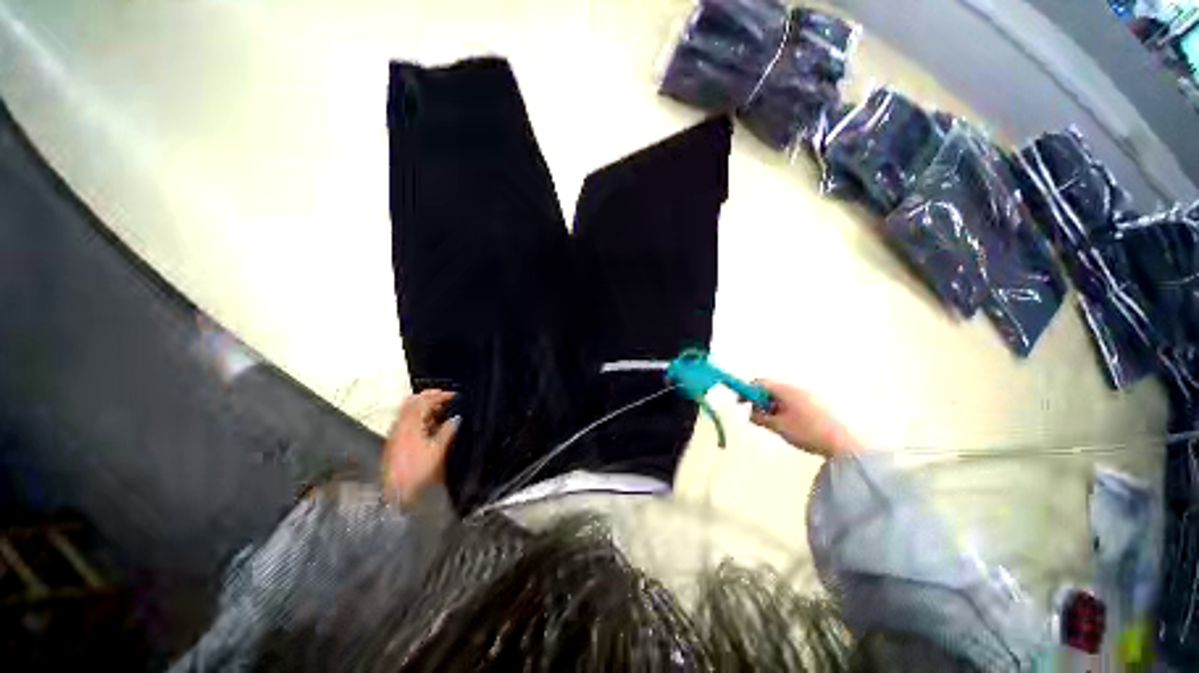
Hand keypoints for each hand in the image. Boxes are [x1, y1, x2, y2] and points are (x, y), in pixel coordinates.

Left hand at [382, 389, 459, 504]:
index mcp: (410, 426)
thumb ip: (447, 431)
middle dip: (429, 396)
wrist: (398, 492)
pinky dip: (418, 415)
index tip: (454, 395)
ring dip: (423, 405)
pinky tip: (429, 421)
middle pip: (412, 401)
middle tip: (445, 397)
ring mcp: (395, 433)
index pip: (424, 402)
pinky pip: (405, 419)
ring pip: (407, 409)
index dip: (440, 396)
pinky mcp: (394, 440)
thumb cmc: (419, 471)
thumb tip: (457, 418)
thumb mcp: (438, 451)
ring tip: (440, 407)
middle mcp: (400, 425)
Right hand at [750, 380, 859, 458]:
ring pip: (780, 397)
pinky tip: (787, 425)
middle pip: (770, 389)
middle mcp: (796, 389)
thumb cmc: (807, 432)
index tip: (741, 403)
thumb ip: (760, 418)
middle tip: (758, 417)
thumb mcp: (778, 426)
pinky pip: (790, 402)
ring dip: (771, 407)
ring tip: (774, 424)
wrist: (842, 444)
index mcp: (786, 391)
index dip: (748, 391)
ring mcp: (806, 397)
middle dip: (760, 401)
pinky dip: (782, 410)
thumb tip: (750, 413)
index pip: (761, 383)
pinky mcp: (813, 405)